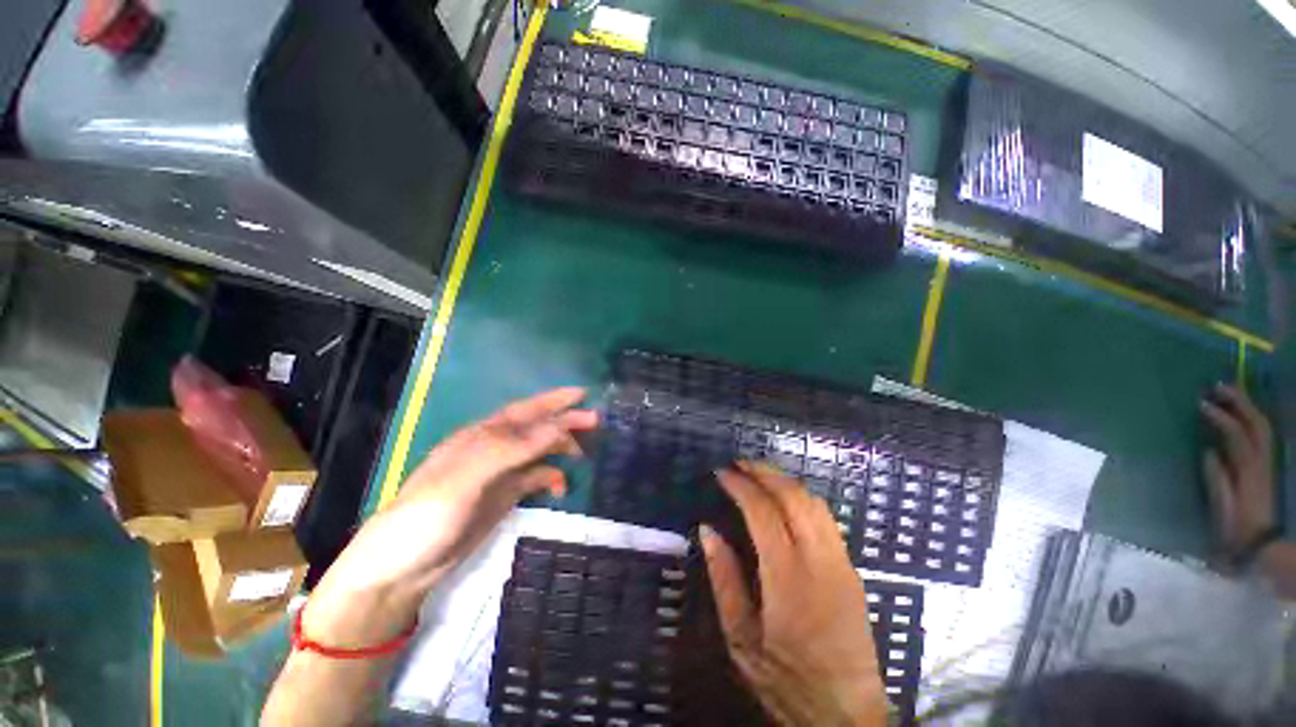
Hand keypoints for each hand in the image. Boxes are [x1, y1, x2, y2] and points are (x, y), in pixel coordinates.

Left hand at [304, 387, 597, 645]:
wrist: (401, 568)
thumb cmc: (428, 515)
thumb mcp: (468, 477)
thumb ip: (512, 449)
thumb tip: (557, 428)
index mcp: (482, 437)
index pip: (525, 411)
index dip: (554, 400)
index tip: (583, 394)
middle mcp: (494, 449)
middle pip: (536, 428)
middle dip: (565, 422)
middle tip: (597, 422)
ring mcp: (499, 474)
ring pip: (538, 451)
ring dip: (561, 448)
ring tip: (584, 454)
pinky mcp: (503, 496)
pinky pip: (534, 478)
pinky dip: (551, 478)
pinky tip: (561, 488)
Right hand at [701, 461, 885, 726]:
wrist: (847, 717)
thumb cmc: (786, 681)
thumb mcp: (740, 639)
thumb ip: (724, 579)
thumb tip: (708, 529)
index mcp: (788, 580)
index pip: (763, 512)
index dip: (741, 486)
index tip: (721, 474)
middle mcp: (820, 562)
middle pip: (794, 496)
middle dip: (765, 471)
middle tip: (739, 464)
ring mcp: (842, 563)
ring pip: (814, 502)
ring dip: (785, 480)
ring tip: (758, 474)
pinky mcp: (852, 569)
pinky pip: (827, 518)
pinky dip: (802, 496)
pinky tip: (785, 498)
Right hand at [1200, 383, 1274, 556]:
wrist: (1260, 545)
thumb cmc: (1235, 528)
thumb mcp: (1222, 508)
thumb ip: (1217, 480)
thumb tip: (1207, 451)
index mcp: (1248, 470)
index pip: (1236, 435)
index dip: (1220, 418)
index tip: (1201, 404)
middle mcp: (1260, 461)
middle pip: (1255, 424)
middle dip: (1239, 402)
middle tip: (1216, 386)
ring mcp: (1265, 463)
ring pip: (1261, 426)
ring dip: (1246, 407)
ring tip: (1227, 393)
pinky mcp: (1263, 466)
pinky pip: (1260, 435)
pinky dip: (1250, 419)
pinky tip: (1238, 415)